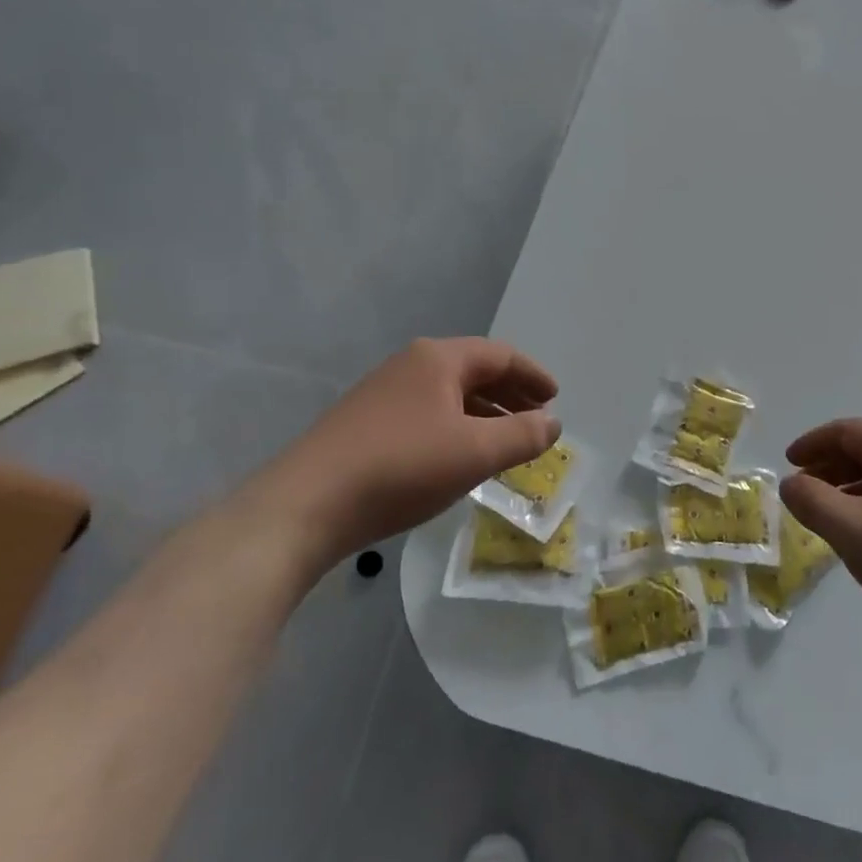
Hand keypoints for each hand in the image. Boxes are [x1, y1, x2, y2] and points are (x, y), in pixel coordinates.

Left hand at [251, 338, 559, 572]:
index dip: (533, 375)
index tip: (556, 398)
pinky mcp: (366, 424)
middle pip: (475, 371)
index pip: (500, 355)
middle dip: (511, 393)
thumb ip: (522, 435)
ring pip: (450, 395)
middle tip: (538, 417)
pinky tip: (460, 456)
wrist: (305, 505)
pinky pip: (428, 414)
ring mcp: (384, 394)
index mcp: (438, 359)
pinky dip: (457, 427)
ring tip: (507, 441)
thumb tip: (553, 423)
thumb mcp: (475, 452)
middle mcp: (411, 365)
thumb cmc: (402, 467)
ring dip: (485, 413)